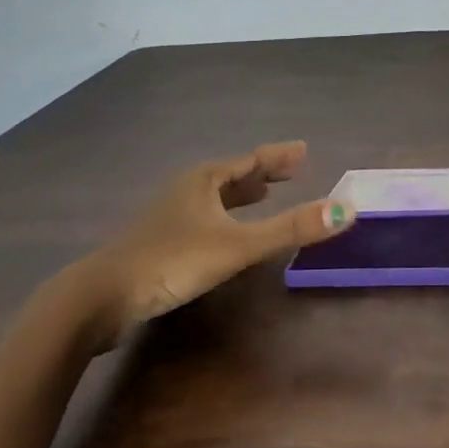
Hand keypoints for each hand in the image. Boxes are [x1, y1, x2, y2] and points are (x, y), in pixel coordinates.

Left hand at [71, 141, 351, 342]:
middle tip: (290, 170)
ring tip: (262, 195)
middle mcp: (185, 191)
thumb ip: (291, 229)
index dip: (278, 157)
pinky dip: (223, 216)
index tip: (303, 150)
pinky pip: (202, 217)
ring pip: (213, 197)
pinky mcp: (159, 242)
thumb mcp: (238, 245)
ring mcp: (168, 216)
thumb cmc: (172, 262)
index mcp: (204, 180)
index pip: (250, 161)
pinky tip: (224, 233)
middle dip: (261, 173)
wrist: (101, 297)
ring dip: (240, 194)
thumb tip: (347, 209)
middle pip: (231, 175)